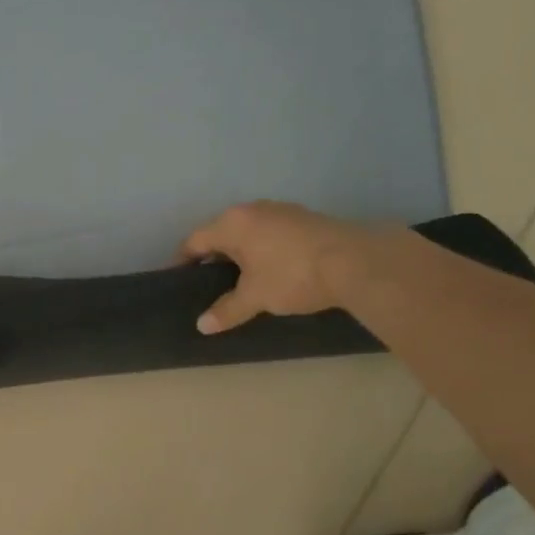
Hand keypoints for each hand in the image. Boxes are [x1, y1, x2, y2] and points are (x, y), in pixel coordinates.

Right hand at [180, 202, 367, 333]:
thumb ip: (227, 309)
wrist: (355, 262)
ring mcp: (282, 211)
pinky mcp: (305, 219)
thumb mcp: (255, 297)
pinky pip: (271, 234)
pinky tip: (271, 271)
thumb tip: (203, 325)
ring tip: (240, 281)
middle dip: (213, 257)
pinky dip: (263, 251)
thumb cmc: (292, 275)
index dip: (183, 261)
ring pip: (249, 232)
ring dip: (241, 254)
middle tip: (208, 285)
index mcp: (233, 223)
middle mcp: (253, 209)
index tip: (178, 279)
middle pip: (222, 233)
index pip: (195, 240)